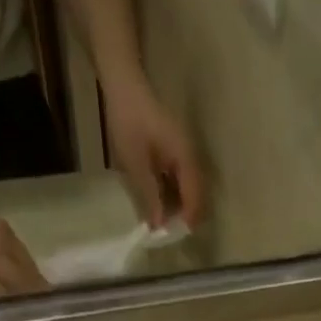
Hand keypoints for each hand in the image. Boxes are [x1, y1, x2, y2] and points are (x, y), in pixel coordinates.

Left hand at [103, 80, 205, 228]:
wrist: (123, 84)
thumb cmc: (128, 120)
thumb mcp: (135, 162)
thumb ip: (149, 194)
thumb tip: (159, 226)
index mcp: (184, 158)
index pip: (195, 196)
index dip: (187, 219)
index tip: (175, 237)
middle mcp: (190, 156)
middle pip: (197, 195)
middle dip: (186, 216)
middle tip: (168, 232)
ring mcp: (184, 153)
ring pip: (190, 189)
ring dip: (180, 207)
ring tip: (163, 221)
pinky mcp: (175, 151)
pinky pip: (182, 180)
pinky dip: (174, 195)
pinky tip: (160, 202)